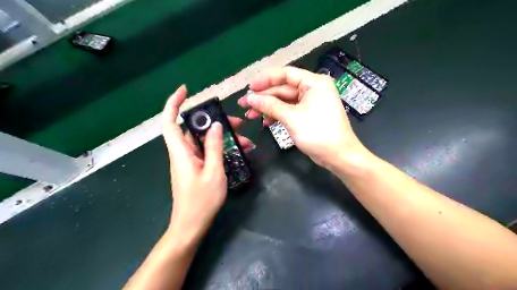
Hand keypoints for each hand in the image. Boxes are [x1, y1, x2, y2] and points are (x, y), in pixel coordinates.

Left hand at [162, 85, 253, 237]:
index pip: (170, 122)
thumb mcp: (213, 172)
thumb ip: (214, 147)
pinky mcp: (196, 167)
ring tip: (245, 140)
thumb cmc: (201, 201)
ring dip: (222, 137)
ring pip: (204, 140)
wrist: (191, 225)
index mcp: (181, 152)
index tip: (185, 90)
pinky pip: (207, 151)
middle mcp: (182, 153)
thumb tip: (215, 125)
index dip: (173, 103)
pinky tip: (240, 151)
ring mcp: (190, 160)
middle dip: (214, 121)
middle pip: (194, 129)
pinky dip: (221, 148)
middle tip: (237, 122)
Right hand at [238, 65, 367, 167]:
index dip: (266, 80)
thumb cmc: (317, 132)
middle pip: (283, 89)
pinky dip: (277, 115)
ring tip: (250, 115)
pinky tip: (265, 121)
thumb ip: (270, 105)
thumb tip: (250, 98)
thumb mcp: (292, 117)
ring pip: (284, 101)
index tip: (249, 88)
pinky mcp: (307, 115)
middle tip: (244, 105)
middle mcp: (312, 89)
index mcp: (314, 82)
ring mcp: (310, 103)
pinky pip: (289, 111)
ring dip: (267, 108)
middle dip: (263, 97)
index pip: (286, 74)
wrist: (338, 156)